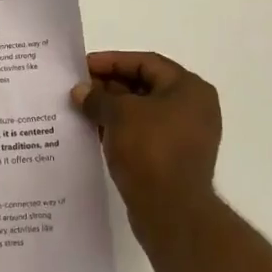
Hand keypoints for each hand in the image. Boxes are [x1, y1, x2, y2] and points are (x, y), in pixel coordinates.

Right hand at [73, 51, 220, 223]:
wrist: (171, 210)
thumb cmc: (150, 149)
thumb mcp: (119, 114)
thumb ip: (98, 97)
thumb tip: (81, 91)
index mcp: (189, 88)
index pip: (146, 62)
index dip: (112, 61)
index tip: (83, 67)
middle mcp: (193, 108)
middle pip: (145, 86)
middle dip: (109, 86)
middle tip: (78, 88)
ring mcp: (185, 136)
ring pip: (142, 112)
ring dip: (112, 109)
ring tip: (80, 109)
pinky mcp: (174, 159)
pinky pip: (143, 135)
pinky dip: (120, 130)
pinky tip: (94, 132)